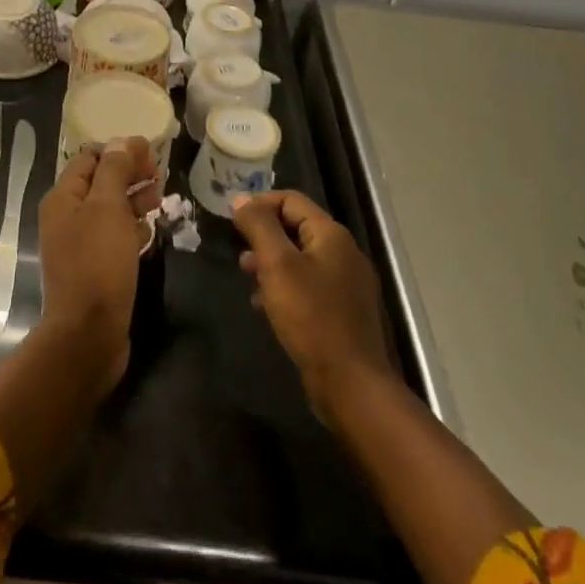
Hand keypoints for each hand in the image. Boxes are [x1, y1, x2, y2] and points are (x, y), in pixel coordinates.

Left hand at [36, 138, 161, 391]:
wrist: (88, 334)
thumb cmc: (97, 263)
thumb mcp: (107, 208)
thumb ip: (114, 170)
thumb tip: (121, 141)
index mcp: (63, 197)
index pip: (89, 158)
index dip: (119, 150)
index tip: (150, 151)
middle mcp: (66, 217)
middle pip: (100, 182)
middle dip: (129, 173)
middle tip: (160, 172)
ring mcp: (80, 244)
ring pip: (109, 210)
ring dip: (134, 198)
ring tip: (162, 195)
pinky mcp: (94, 268)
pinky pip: (113, 237)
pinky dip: (131, 227)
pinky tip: (150, 228)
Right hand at [232, 191, 392, 424]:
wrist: (351, 384)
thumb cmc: (311, 317)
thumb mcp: (277, 265)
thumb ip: (259, 226)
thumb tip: (242, 199)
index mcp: (332, 235)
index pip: (291, 200)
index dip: (260, 204)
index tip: (233, 222)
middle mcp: (344, 254)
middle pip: (296, 228)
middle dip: (264, 237)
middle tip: (240, 255)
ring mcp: (347, 285)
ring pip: (301, 260)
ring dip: (272, 264)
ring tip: (248, 279)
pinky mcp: (344, 313)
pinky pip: (309, 287)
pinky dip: (285, 288)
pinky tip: (266, 307)